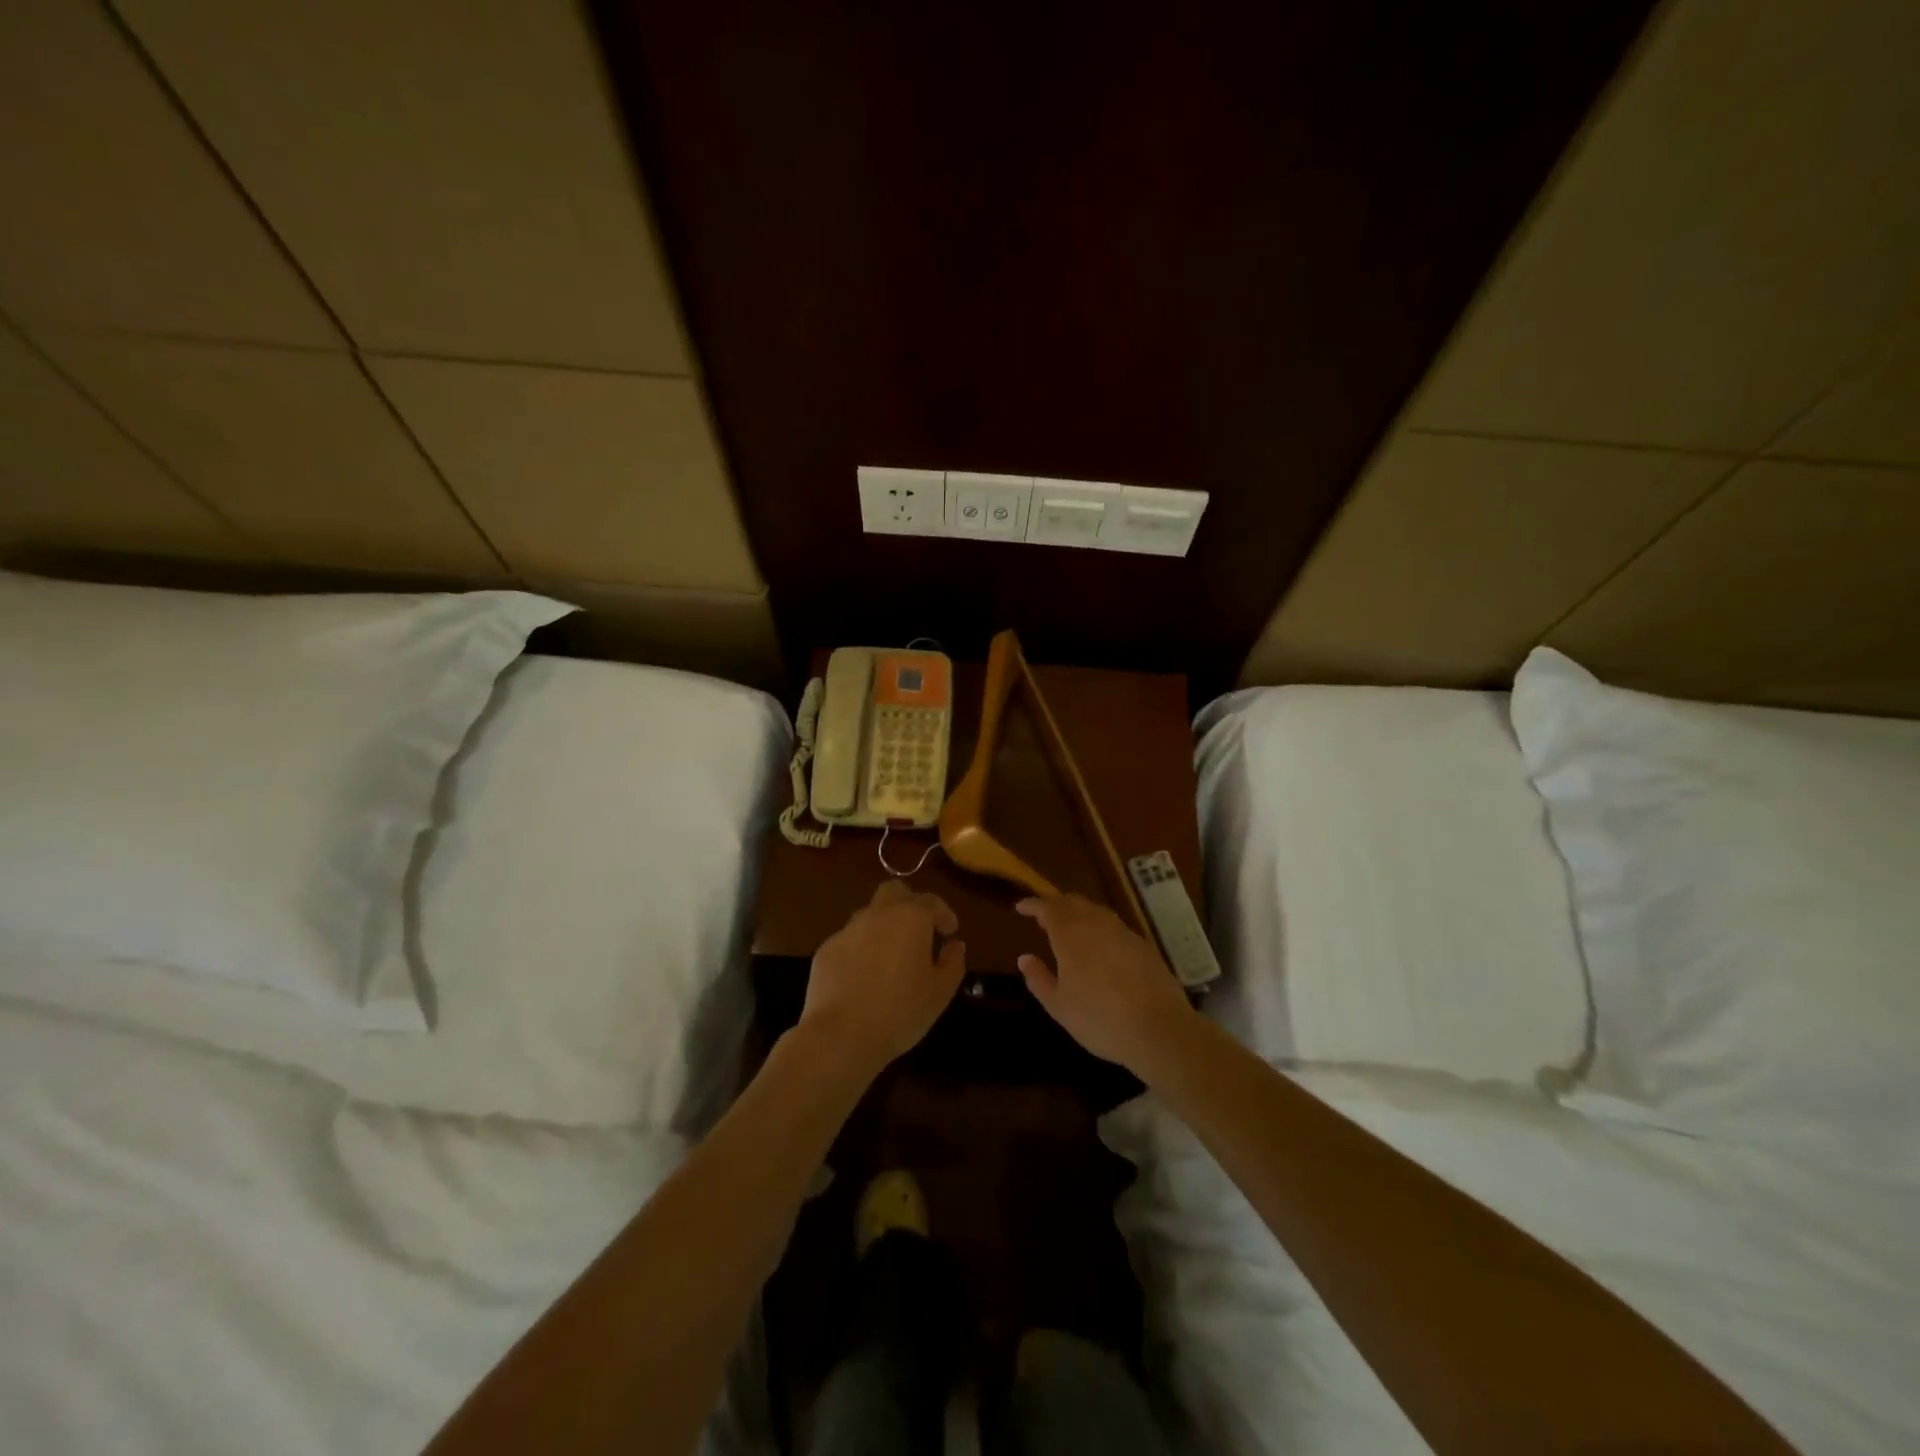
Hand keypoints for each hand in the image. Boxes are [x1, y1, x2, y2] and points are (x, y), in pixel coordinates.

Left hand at [800, 880, 965, 1075]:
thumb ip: (953, 962)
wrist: (841, 1035)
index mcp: (910, 918)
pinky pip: (850, 939)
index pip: (932, 902)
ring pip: (870, 914)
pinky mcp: (826, 949)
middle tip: (919, 932)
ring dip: (884, 926)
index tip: (950, 933)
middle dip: (910, 904)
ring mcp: (848, 930)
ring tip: (891, 957)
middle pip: (895, 891)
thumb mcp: (940, 992)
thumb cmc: (900, 1012)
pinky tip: (864, 976)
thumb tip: (954, 945)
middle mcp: (878, 915)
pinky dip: (861, 948)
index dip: (945, 915)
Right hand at [1016, 894, 1196, 1072]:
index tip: (1021, 907)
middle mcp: (1096, 924)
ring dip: (1078, 912)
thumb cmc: (1100, 1020)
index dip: (1033, 904)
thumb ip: (1038, 979)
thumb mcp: (1059, 1006)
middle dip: (1055, 904)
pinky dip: (1098, 925)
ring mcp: (1123, 932)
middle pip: (1073, 902)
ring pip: (1095, 910)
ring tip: (1068, 926)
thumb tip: (1024, 958)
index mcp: (1071, 935)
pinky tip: (1098, 943)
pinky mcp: (1143, 944)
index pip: (1048, 907)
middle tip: (1043, 915)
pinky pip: (1113, 924)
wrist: (1160, 1029)